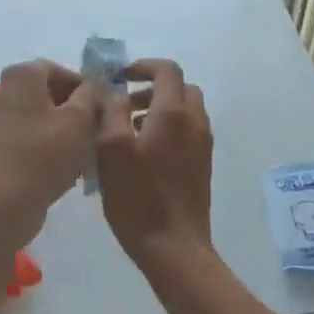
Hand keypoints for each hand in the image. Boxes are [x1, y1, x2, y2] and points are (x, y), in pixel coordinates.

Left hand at [0, 60, 103, 242]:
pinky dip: (46, 145)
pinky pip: (27, 137)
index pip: (58, 69)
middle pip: (47, 92)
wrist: (4, 205)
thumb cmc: (45, 155)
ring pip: (38, 116)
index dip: (84, 86)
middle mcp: (2, 91)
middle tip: (96, 129)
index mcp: (21, 76)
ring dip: (62, 129)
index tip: (101, 108)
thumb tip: (95, 84)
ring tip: (83, 151)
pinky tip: (63, 166)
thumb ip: (92, 94)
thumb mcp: (80, 120)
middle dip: (74, 108)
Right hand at [96, 59, 215, 275]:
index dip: (143, 66)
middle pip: (180, 88)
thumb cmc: (138, 197)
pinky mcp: (202, 166)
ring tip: (129, 133)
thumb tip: (114, 91)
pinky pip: (188, 132)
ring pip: (185, 111)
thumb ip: (112, 111)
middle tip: (124, 106)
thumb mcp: (111, 149)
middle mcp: (195, 122)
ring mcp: (203, 145)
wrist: (174, 247)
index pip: (167, 70)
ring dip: (160, 110)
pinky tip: (144, 156)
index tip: (120, 78)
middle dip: (152, 89)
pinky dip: (168, 129)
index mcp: (173, 113)